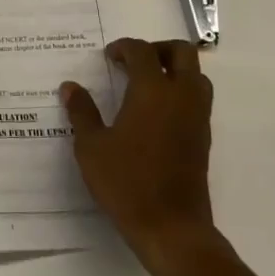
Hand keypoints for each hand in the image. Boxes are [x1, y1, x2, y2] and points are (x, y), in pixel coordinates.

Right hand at [63, 38, 216, 272]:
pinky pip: (197, 99)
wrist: (171, 228)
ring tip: (146, 83)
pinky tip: (155, 112)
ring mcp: (197, 118)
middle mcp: (181, 97)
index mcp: (152, 91)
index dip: (124, 48)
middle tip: (133, 61)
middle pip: (182, 53)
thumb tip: (70, 87)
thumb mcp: (92, 147)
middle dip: (158, 49)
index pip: (142, 52)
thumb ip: (82, 112)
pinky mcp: (203, 138)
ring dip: (174, 69)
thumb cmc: (127, 183)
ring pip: (196, 75)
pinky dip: (180, 91)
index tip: (108, 56)